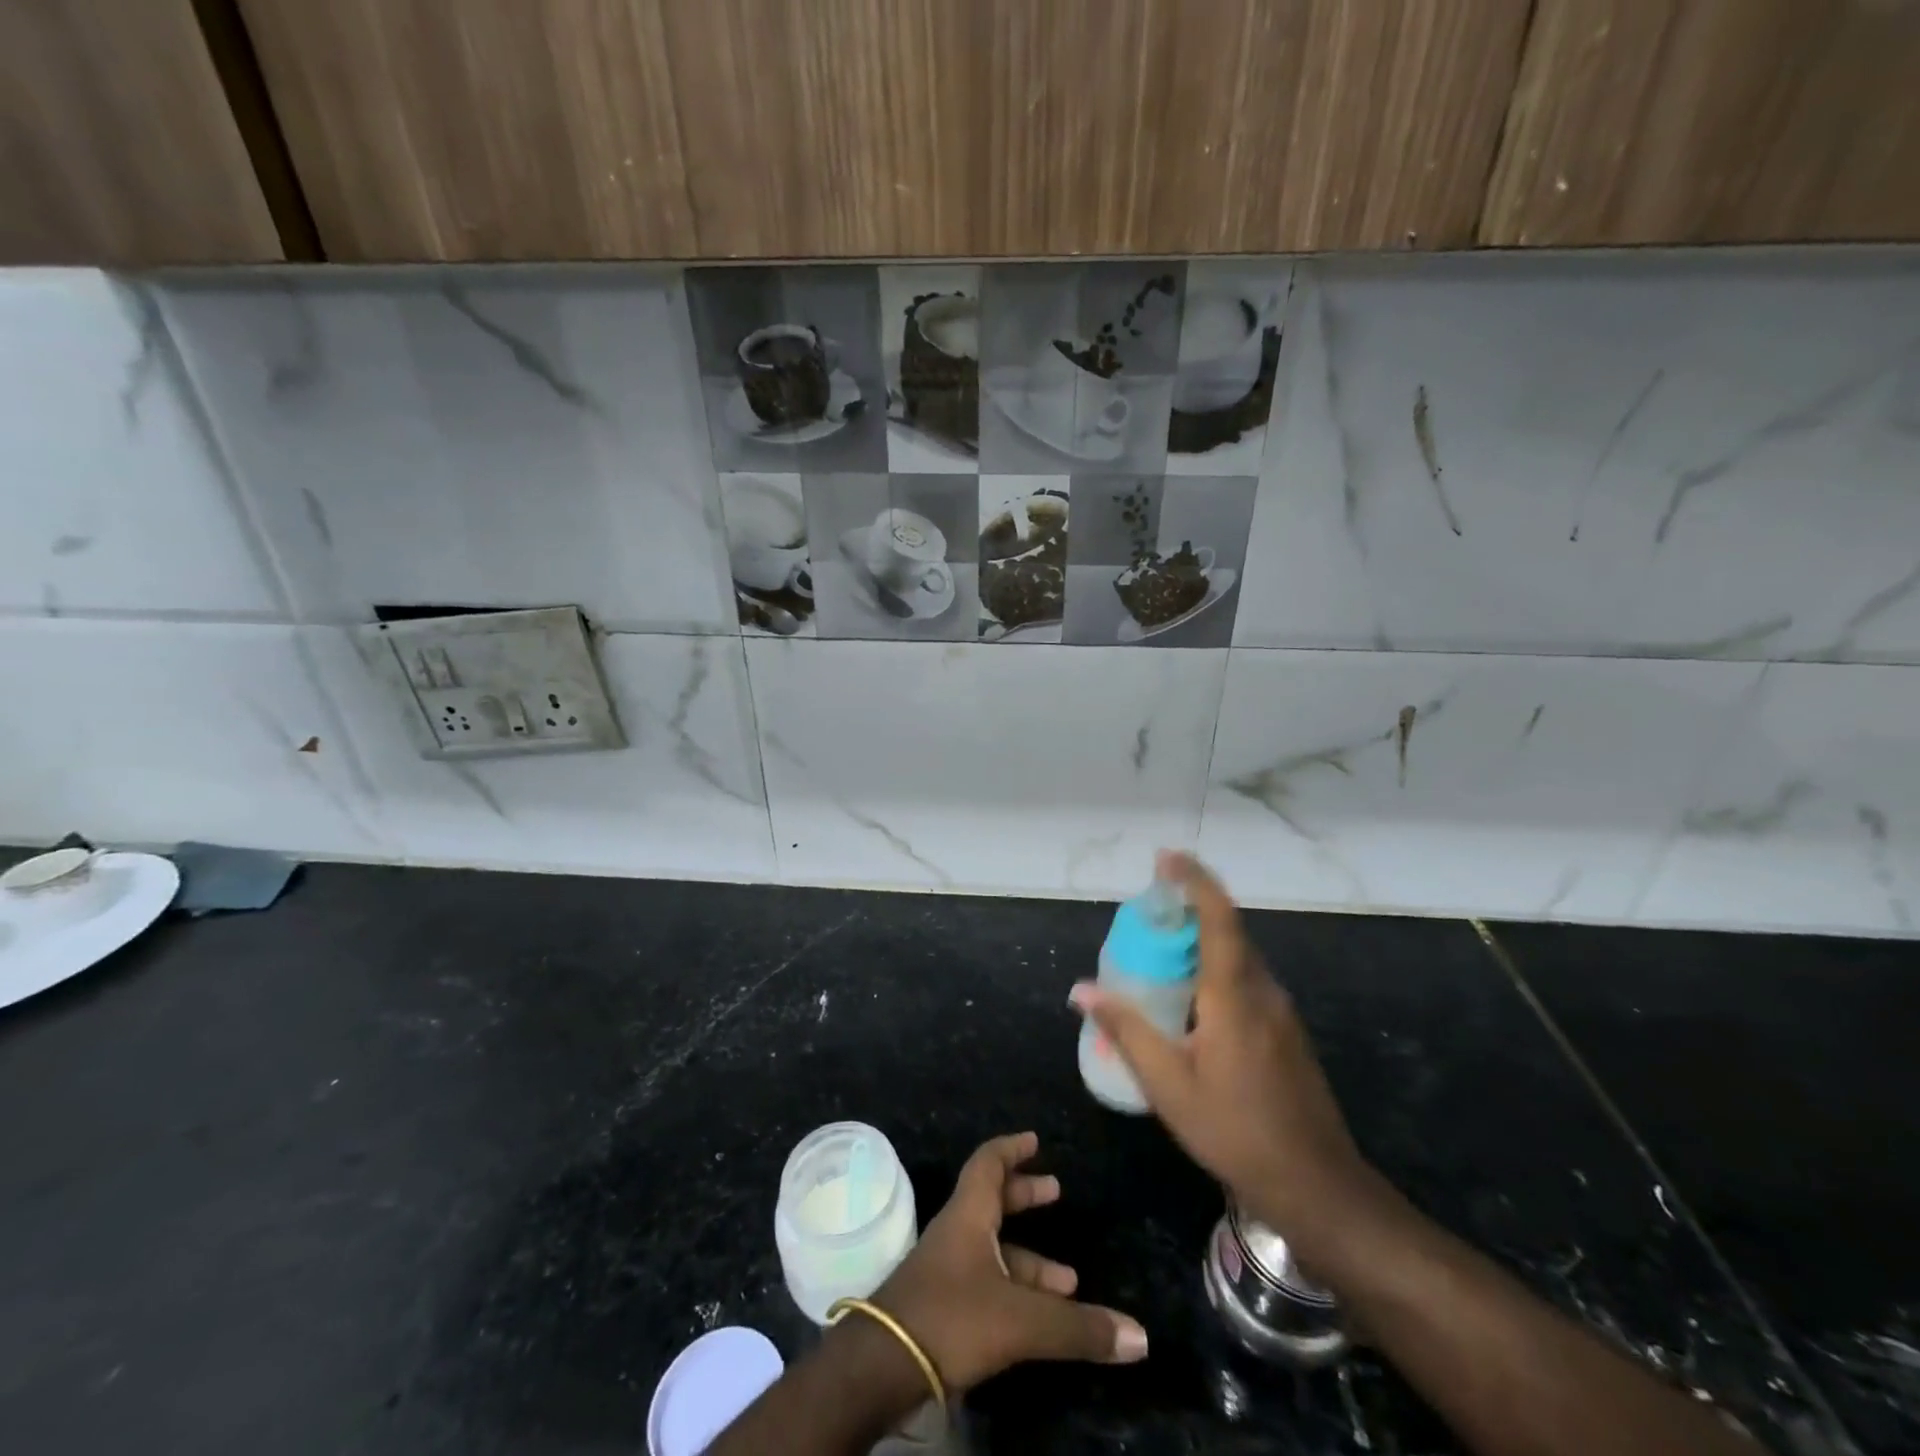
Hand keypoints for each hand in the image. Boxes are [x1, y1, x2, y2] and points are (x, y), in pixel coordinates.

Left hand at [871, 1132, 1147, 1393]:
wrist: (884, 1366)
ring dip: (1029, 1258)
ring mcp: (947, 1270)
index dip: (1012, 1149)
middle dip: (1025, 1196)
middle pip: (992, 1200)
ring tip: (1069, 1280)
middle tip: (1056, 1193)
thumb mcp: (1020, 1320)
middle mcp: (957, 1233)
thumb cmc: (951, 1318)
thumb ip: (1078, 1328)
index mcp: (969, 1215)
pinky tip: (1038, 1317)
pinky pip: (986, 1282)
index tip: (1034, 1139)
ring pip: (993, 1249)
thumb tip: (1140, 1336)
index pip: (988, 1163)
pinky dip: (1015, 1290)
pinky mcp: (942, 1306)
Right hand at [1070, 851, 1373, 1240]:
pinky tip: (1190, 1005)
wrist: (1318, 1186)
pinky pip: (1246, 982)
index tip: (1165, 858)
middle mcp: (1263, 990)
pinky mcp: (1286, 1033)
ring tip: (1158, 957)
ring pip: (1238, 958)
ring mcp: (1281, 1012)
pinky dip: (1215, 971)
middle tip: (1145, 915)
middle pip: (1228, 931)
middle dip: (1189, 909)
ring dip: (1201, 943)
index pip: (1218, 916)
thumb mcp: (1168, 1085)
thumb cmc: (1236, 1131)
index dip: (1194, 880)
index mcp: (1235, 994)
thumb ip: (1126, 1030)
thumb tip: (1082, 990)